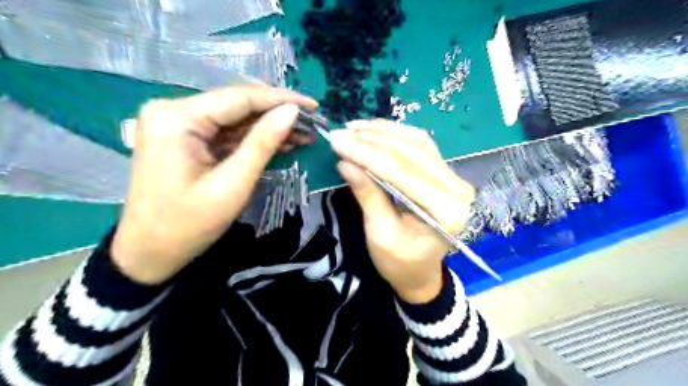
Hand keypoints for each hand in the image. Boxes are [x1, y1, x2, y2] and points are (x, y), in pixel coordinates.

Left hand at [112, 86, 316, 283]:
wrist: (149, 254)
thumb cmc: (188, 225)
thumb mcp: (232, 185)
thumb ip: (262, 144)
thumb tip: (291, 112)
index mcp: (177, 118)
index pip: (240, 98)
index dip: (280, 99)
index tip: (313, 106)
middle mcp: (173, 111)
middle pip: (236, 106)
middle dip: (276, 115)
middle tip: (312, 124)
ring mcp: (177, 125)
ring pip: (233, 119)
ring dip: (268, 128)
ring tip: (303, 135)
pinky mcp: (184, 139)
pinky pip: (224, 133)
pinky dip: (251, 139)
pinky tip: (278, 143)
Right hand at [330, 121, 476, 304]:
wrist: (421, 273)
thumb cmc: (400, 263)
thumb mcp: (379, 234)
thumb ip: (367, 195)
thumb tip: (346, 162)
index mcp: (444, 211)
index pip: (400, 171)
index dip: (366, 153)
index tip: (337, 140)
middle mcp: (456, 189)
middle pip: (411, 152)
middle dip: (372, 140)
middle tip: (341, 132)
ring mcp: (453, 178)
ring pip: (417, 143)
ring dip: (383, 132)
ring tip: (354, 128)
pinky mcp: (445, 174)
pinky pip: (421, 146)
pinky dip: (396, 135)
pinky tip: (376, 130)